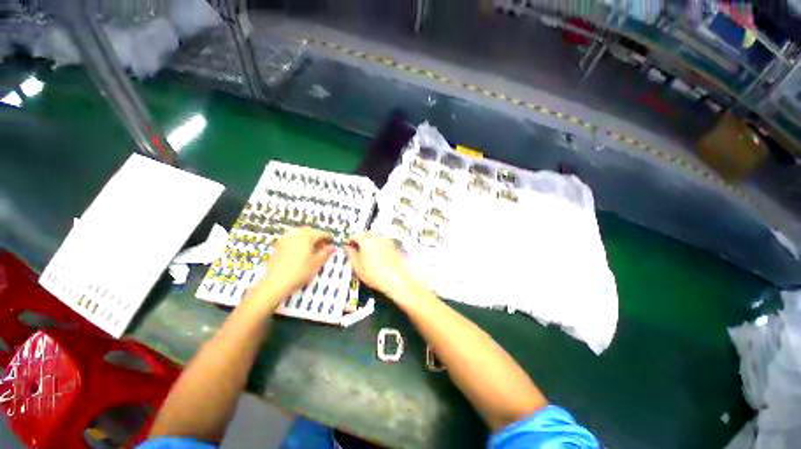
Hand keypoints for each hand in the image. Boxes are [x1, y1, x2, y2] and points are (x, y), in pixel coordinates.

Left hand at [248, 227, 334, 308]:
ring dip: (307, 240)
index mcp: (307, 235)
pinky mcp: (278, 244)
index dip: (329, 239)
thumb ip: (326, 252)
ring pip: (300, 235)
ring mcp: (285, 238)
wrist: (276, 281)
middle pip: (311, 232)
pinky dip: (298, 243)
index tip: (332, 245)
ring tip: (311, 251)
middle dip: (317, 238)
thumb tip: (333, 247)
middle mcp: (296, 233)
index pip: (322, 233)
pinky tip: (299, 253)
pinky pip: (292, 239)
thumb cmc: (300, 271)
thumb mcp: (317, 262)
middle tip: (322, 248)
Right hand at [345, 233, 421, 301]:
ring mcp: (388, 240)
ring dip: (371, 244)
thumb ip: (351, 255)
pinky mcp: (395, 246)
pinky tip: (380, 258)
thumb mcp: (358, 268)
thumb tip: (348, 249)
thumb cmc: (377, 274)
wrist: (398, 279)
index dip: (350, 242)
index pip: (355, 236)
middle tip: (358, 251)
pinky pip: (384, 243)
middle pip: (367, 235)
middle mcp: (378, 237)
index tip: (348, 247)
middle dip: (362, 241)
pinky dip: (380, 247)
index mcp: (366, 240)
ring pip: (376, 239)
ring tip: (369, 256)